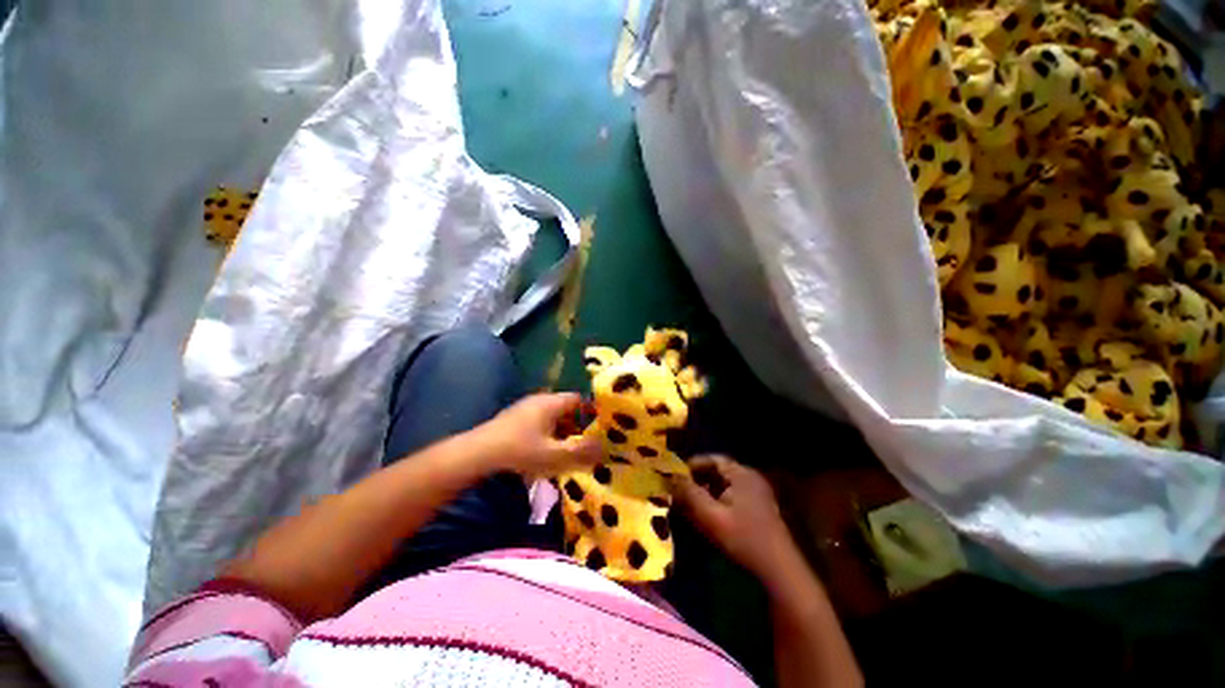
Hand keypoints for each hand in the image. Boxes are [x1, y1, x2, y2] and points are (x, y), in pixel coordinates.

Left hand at [475, 393, 602, 475]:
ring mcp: (525, 407)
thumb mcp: (555, 455)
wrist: (478, 453)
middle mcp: (540, 400)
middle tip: (583, 443)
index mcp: (552, 403)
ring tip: (564, 450)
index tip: (599, 427)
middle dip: (577, 425)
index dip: (591, 411)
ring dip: (561, 430)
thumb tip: (606, 447)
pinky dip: (547, 432)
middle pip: (566, 408)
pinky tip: (543, 450)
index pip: (579, 399)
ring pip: (552, 415)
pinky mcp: (514, 417)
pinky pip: (539, 421)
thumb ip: (582, 452)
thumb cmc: (521, 451)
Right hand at [672, 455, 795, 579]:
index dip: (692, 466)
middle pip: (718, 471)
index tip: (675, 477)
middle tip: (680, 492)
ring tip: (691, 505)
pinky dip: (718, 501)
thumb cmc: (744, 539)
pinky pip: (733, 496)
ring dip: (707, 492)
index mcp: (741, 474)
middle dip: (698, 480)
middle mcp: (750, 478)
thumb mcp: (710, 516)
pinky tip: (709, 516)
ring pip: (724, 485)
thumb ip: (690, 494)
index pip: (712, 459)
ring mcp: (757, 493)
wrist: (780, 571)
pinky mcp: (760, 508)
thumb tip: (671, 477)